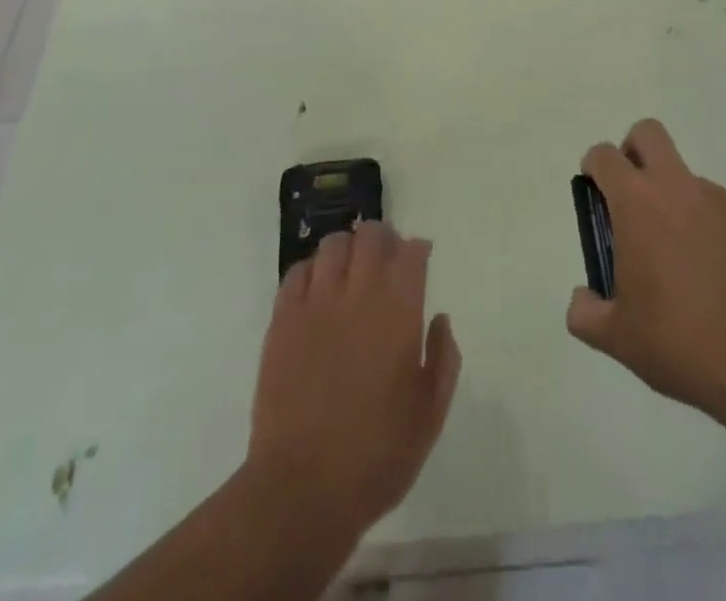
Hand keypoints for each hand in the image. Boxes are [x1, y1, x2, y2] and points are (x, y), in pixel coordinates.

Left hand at [248, 223, 460, 537]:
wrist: (301, 491)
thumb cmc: (376, 456)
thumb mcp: (429, 415)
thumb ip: (443, 359)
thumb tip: (440, 320)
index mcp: (399, 311)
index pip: (412, 252)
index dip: (418, 250)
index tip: (420, 259)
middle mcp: (359, 294)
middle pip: (371, 235)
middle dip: (383, 239)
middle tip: (387, 260)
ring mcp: (316, 305)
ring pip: (332, 245)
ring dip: (347, 250)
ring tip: (350, 272)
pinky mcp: (282, 322)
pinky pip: (296, 273)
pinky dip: (311, 271)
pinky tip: (317, 292)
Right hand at [565, 120, 725, 419]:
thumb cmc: (680, 338)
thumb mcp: (618, 338)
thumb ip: (586, 314)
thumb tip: (581, 300)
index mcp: (636, 203)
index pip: (605, 156)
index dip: (594, 168)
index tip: (594, 197)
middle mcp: (675, 187)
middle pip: (648, 134)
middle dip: (632, 151)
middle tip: (628, 198)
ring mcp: (715, 200)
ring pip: (682, 173)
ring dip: (668, 194)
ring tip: (670, 256)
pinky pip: (711, 205)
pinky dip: (698, 221)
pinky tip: (703, 271)